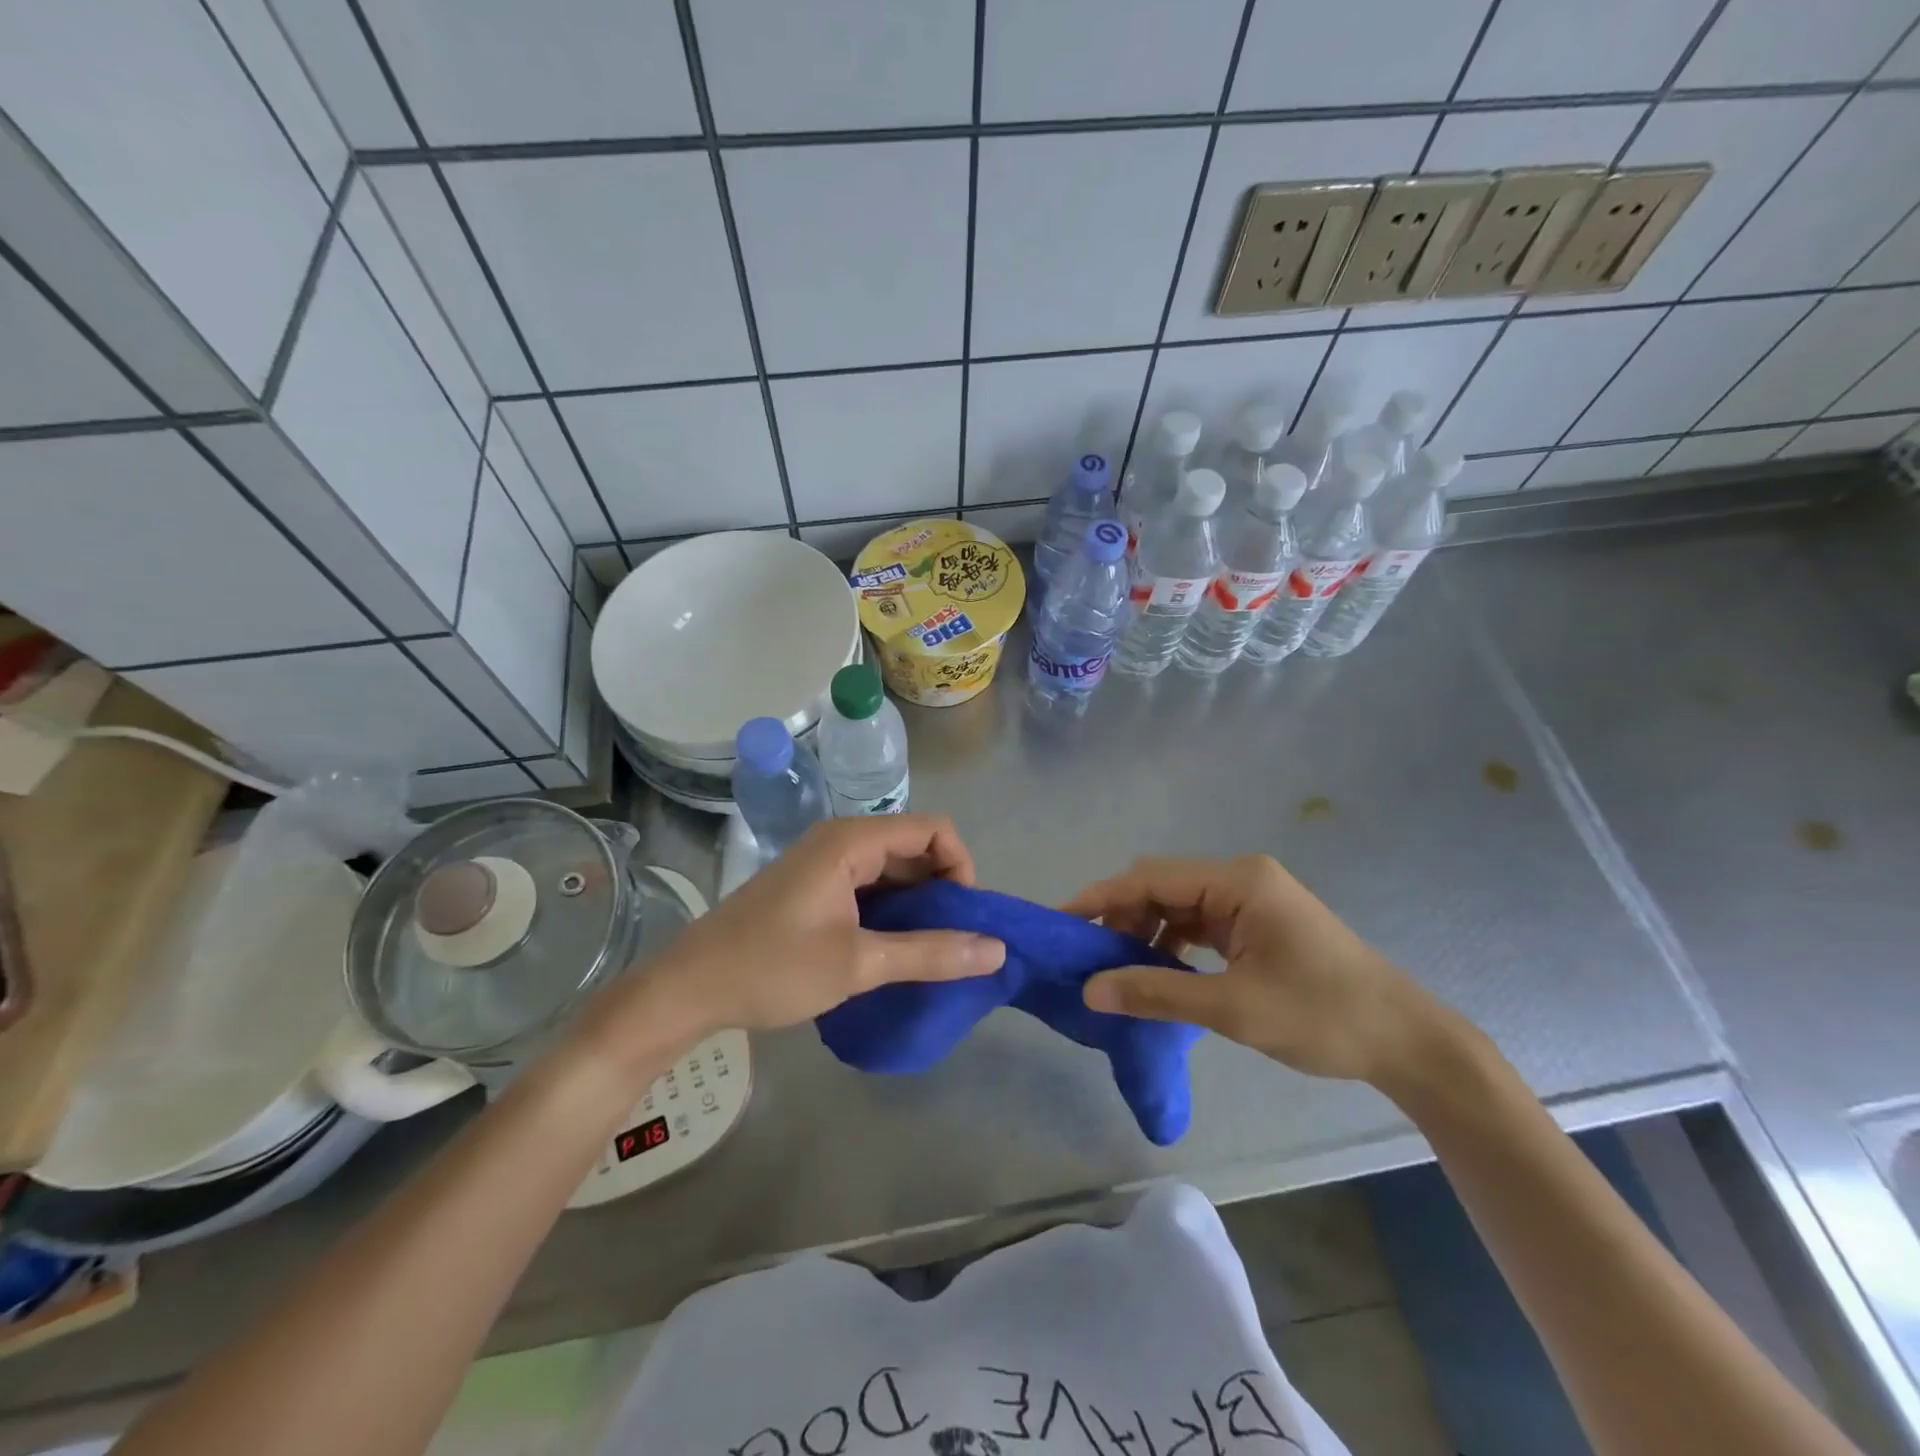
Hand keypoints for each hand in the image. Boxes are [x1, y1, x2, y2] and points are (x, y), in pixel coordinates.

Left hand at [599, 816, 1005, 1061]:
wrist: (689, 988)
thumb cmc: (772, 968)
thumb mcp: (858, 964)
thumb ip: (930, 953)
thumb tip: (997, 949)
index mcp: (852, 841)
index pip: (933, 829)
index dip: (961, 866)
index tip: (966, 916)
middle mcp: (842, 841)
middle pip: (915, 846)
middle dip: (943, 889)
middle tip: (955, 940)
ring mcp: (826, 863)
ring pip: (893, 870)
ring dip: (918, 904)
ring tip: (932, 950)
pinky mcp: (816, 887)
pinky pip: (870, 886)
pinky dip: (892, 912)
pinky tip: (896, 949)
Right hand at [1064, 855, 1447, 1084]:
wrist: (1405, 1041)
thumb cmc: (1322, 1016)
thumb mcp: (1233, 1008)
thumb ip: (1156, 992)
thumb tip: (1089, 990)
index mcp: (1238, 880)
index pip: (1151, 877)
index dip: (1101, 897)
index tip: (1061, 922)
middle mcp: (1240, 878)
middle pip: (1162, 885)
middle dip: (1121, 916)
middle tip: (1088, 957)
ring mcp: (1250, 899)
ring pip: (1177, 904)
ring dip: (1145, 931)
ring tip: (1116, 968)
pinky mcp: (1256, 923)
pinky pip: (1199, 923)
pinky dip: (1171, 943)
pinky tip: (1156, 970)